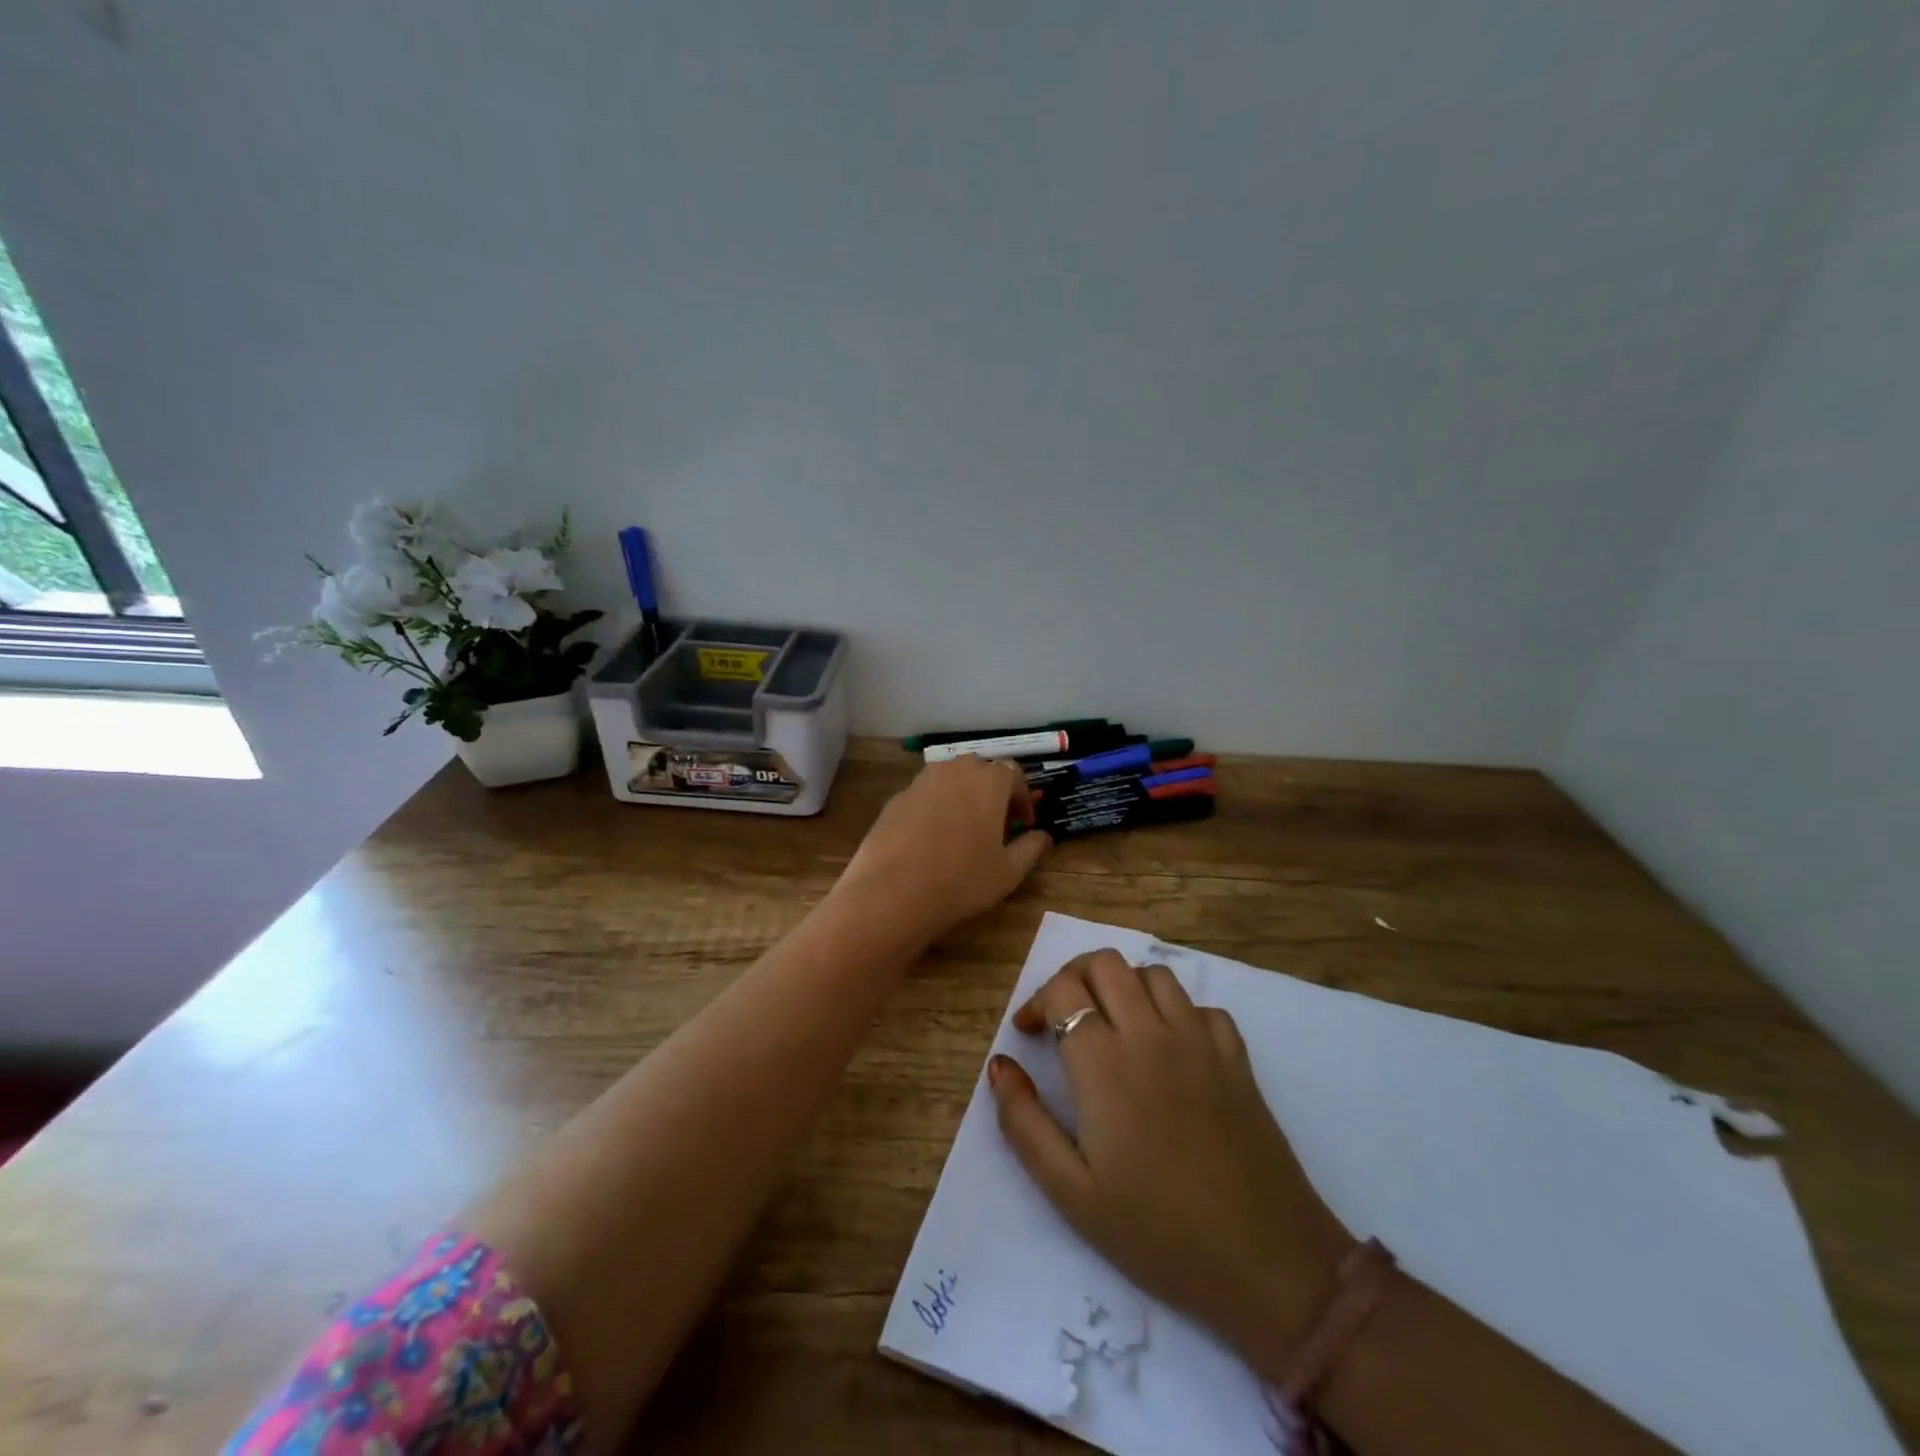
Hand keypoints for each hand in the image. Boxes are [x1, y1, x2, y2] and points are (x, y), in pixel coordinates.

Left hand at [831, 757, 1049, 948]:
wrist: (892, 891)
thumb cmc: (962, 879)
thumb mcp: (1008, 871)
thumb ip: (1030, 848)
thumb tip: (1043, 836)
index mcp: (989, 780)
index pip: (1014, 775)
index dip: (1023, 799)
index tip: (1024, 824)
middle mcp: (955, 770)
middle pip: (980, 770)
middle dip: (992, 792)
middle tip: (996, 824)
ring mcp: (921, 781)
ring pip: (950, 779)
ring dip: (962, 796)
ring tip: (964, 830)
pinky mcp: (896, 798)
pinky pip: (924, 795)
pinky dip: (935, 808)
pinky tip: (931, 839)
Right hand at [988, 949, 1353, 1359]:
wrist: (1268, 1263)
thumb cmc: (1159, 1233)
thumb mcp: (1071, 1193)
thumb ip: (1024, 1123)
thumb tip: (1000, 1065)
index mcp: (1105, 1063)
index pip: (1063, 990)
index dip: (1037, 1001)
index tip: (1029, 1033)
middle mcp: (1151, 1035)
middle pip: (1106, 963)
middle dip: (1075, 977)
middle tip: (1064, 1015)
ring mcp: (1200, 1041)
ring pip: (1154, 975)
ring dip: (1124, 986)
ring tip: (1113, 1024)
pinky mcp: (1236, 1058)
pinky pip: (1201, 1007)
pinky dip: (1176, 1012)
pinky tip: (1169, 1047)